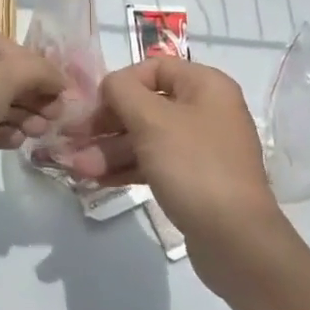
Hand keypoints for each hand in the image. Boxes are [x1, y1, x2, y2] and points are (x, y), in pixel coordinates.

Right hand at [51, 58, 286, 261]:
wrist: (237, 241)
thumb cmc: (194, 166)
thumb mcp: (152, 120)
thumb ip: (122, 91)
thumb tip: (110, 85)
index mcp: (205, 86)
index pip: (154, 68)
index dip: (120, 83)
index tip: (94, 105)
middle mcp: (206, 111)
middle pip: (145, 105)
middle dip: (106, 124)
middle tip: (73, 138)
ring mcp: (200, 148)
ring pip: (146, 138)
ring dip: (109, 149)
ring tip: (76, 167)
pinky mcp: (193, 181)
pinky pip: (154, 164)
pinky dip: (126, 168)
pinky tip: (96, 179)